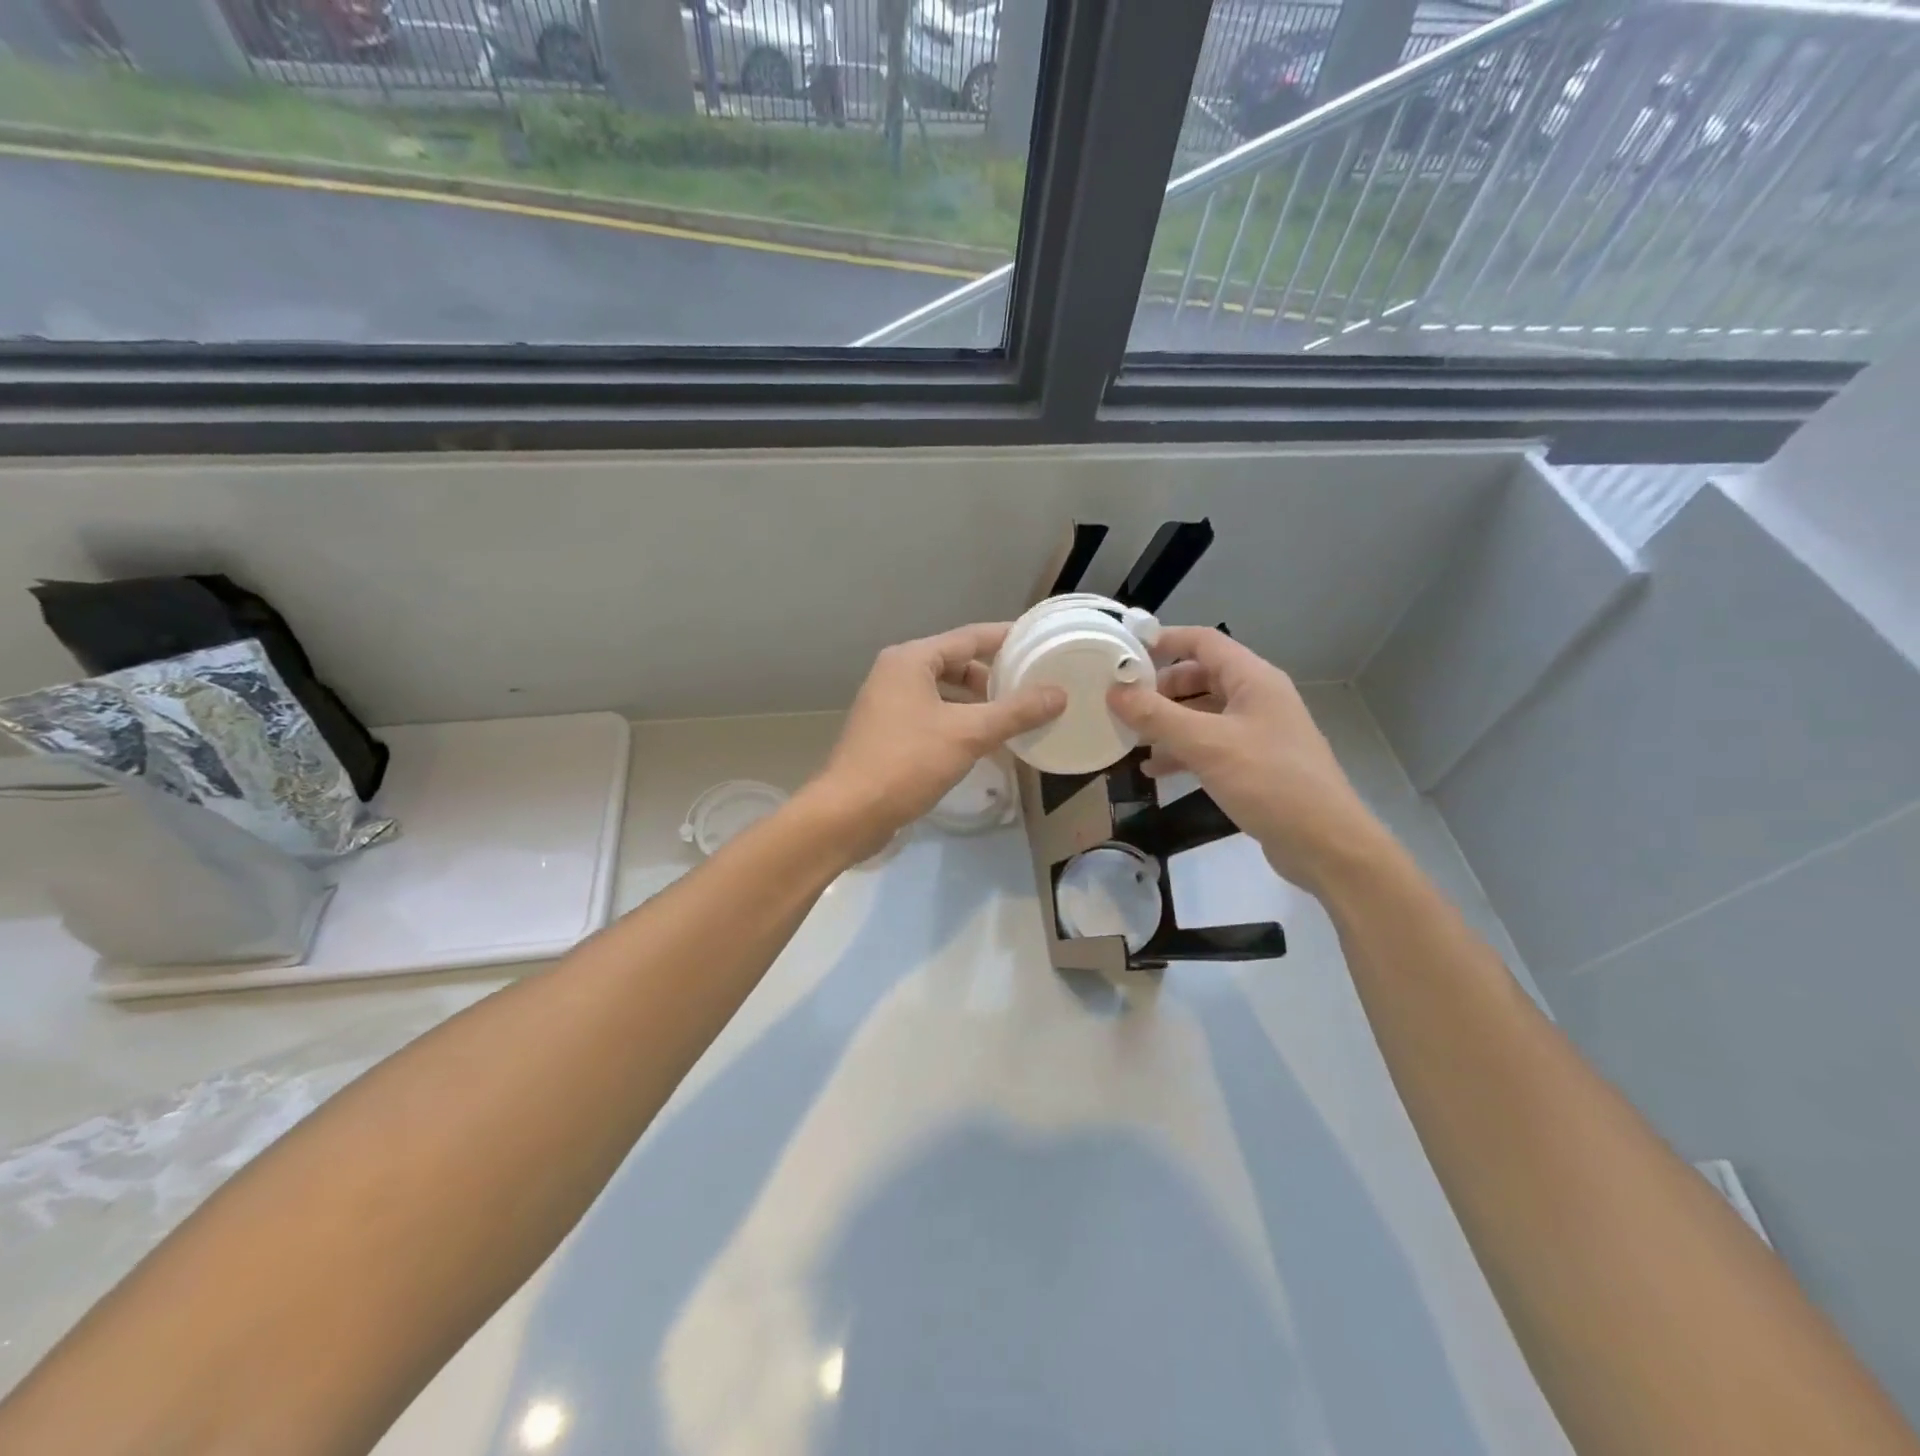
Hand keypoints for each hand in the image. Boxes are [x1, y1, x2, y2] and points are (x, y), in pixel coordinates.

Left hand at [808, 623, 1064, 855]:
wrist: (848, 813)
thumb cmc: (906, 763)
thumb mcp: (968, 734)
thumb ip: (1015, 712)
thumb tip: (1059, 694)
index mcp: (911, 660)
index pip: (969, 637)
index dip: (1007, 638)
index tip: (1040, 642)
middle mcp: (896, 674)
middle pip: (955, 663)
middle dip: (993, 675)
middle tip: (1032, 686)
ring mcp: (888, 704)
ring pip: (944, 692)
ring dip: (977, 702)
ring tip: (1014, 716)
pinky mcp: (887, 733)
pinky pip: (933, 715)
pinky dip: (959, 722)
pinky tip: (983, 742)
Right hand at [1107, 627, 1382, 890]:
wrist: (1324, 843)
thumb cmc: (1268, 781)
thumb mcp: (1206, 745)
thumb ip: (1157, 716)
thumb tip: (1114, 691)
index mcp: (1253, 679)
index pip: (1204, 641)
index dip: (1164, 640)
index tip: (1124, 652)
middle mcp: (1256, 698)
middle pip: (1200, 677)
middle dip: (1160, 688)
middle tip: (1123, 703)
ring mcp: (1257, 731)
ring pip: (1202, 714)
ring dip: (1167, 723)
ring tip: (1130, 738)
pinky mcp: (1254, 763)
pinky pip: (1210, 745)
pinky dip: (1182, 751)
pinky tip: (1155, 770)